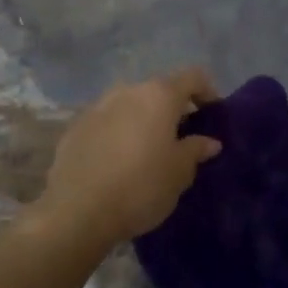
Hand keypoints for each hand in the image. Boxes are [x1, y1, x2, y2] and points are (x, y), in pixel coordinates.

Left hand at [36, 68, 221, 244]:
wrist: (78, 211)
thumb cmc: (141, 187)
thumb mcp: (179, 173)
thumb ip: (195, 150)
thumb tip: (208, 141)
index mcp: (158, 95)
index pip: (193, 77)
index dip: (207, 92)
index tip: (213, 116)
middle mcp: (127, 91)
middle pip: (158, 90)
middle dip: (173, 109)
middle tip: (182, 139)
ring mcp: (97, 106)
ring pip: (129, 105)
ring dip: (143, 120)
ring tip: (149, 151)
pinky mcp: (75, 127)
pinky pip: (106, 122)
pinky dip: (119, 133)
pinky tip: (118, 161)